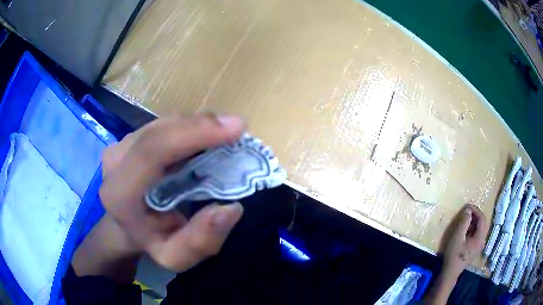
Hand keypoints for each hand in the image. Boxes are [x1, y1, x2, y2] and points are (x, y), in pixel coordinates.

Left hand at [96, 114, 244, 271]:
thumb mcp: (176, 257)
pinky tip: (202, 140)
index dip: (195, 132)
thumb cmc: (151, 242)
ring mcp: (120, 144)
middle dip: (202, 126)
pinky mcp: (129, 137)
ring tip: (222, 138)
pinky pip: (163, 125)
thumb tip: (232, 207)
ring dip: (196, 127)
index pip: (153, 149)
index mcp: (121, 193)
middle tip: (237, 132)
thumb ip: (202, 240)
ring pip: (164, 123)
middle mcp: (115, 161)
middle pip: (161, 130)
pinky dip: (188, 128)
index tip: (236, 128)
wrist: (126, 227)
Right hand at [442, 204, 487, 277]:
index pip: (482, 219)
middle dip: (475, 215)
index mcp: (480, 238)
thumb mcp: (457, 237)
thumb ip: (464, 222)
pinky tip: (465, 231)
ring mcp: (479, 245)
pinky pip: (477, 234)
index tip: (467, 206)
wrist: (450, 272)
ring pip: (480, 228)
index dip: (475, 210)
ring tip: (464, 220)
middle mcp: (482, 240)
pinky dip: (472, 229)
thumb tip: (468, 210)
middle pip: (482, 223)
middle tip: (466, 212)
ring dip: (473, 222)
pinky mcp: (475, 248)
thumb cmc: (454, 255)